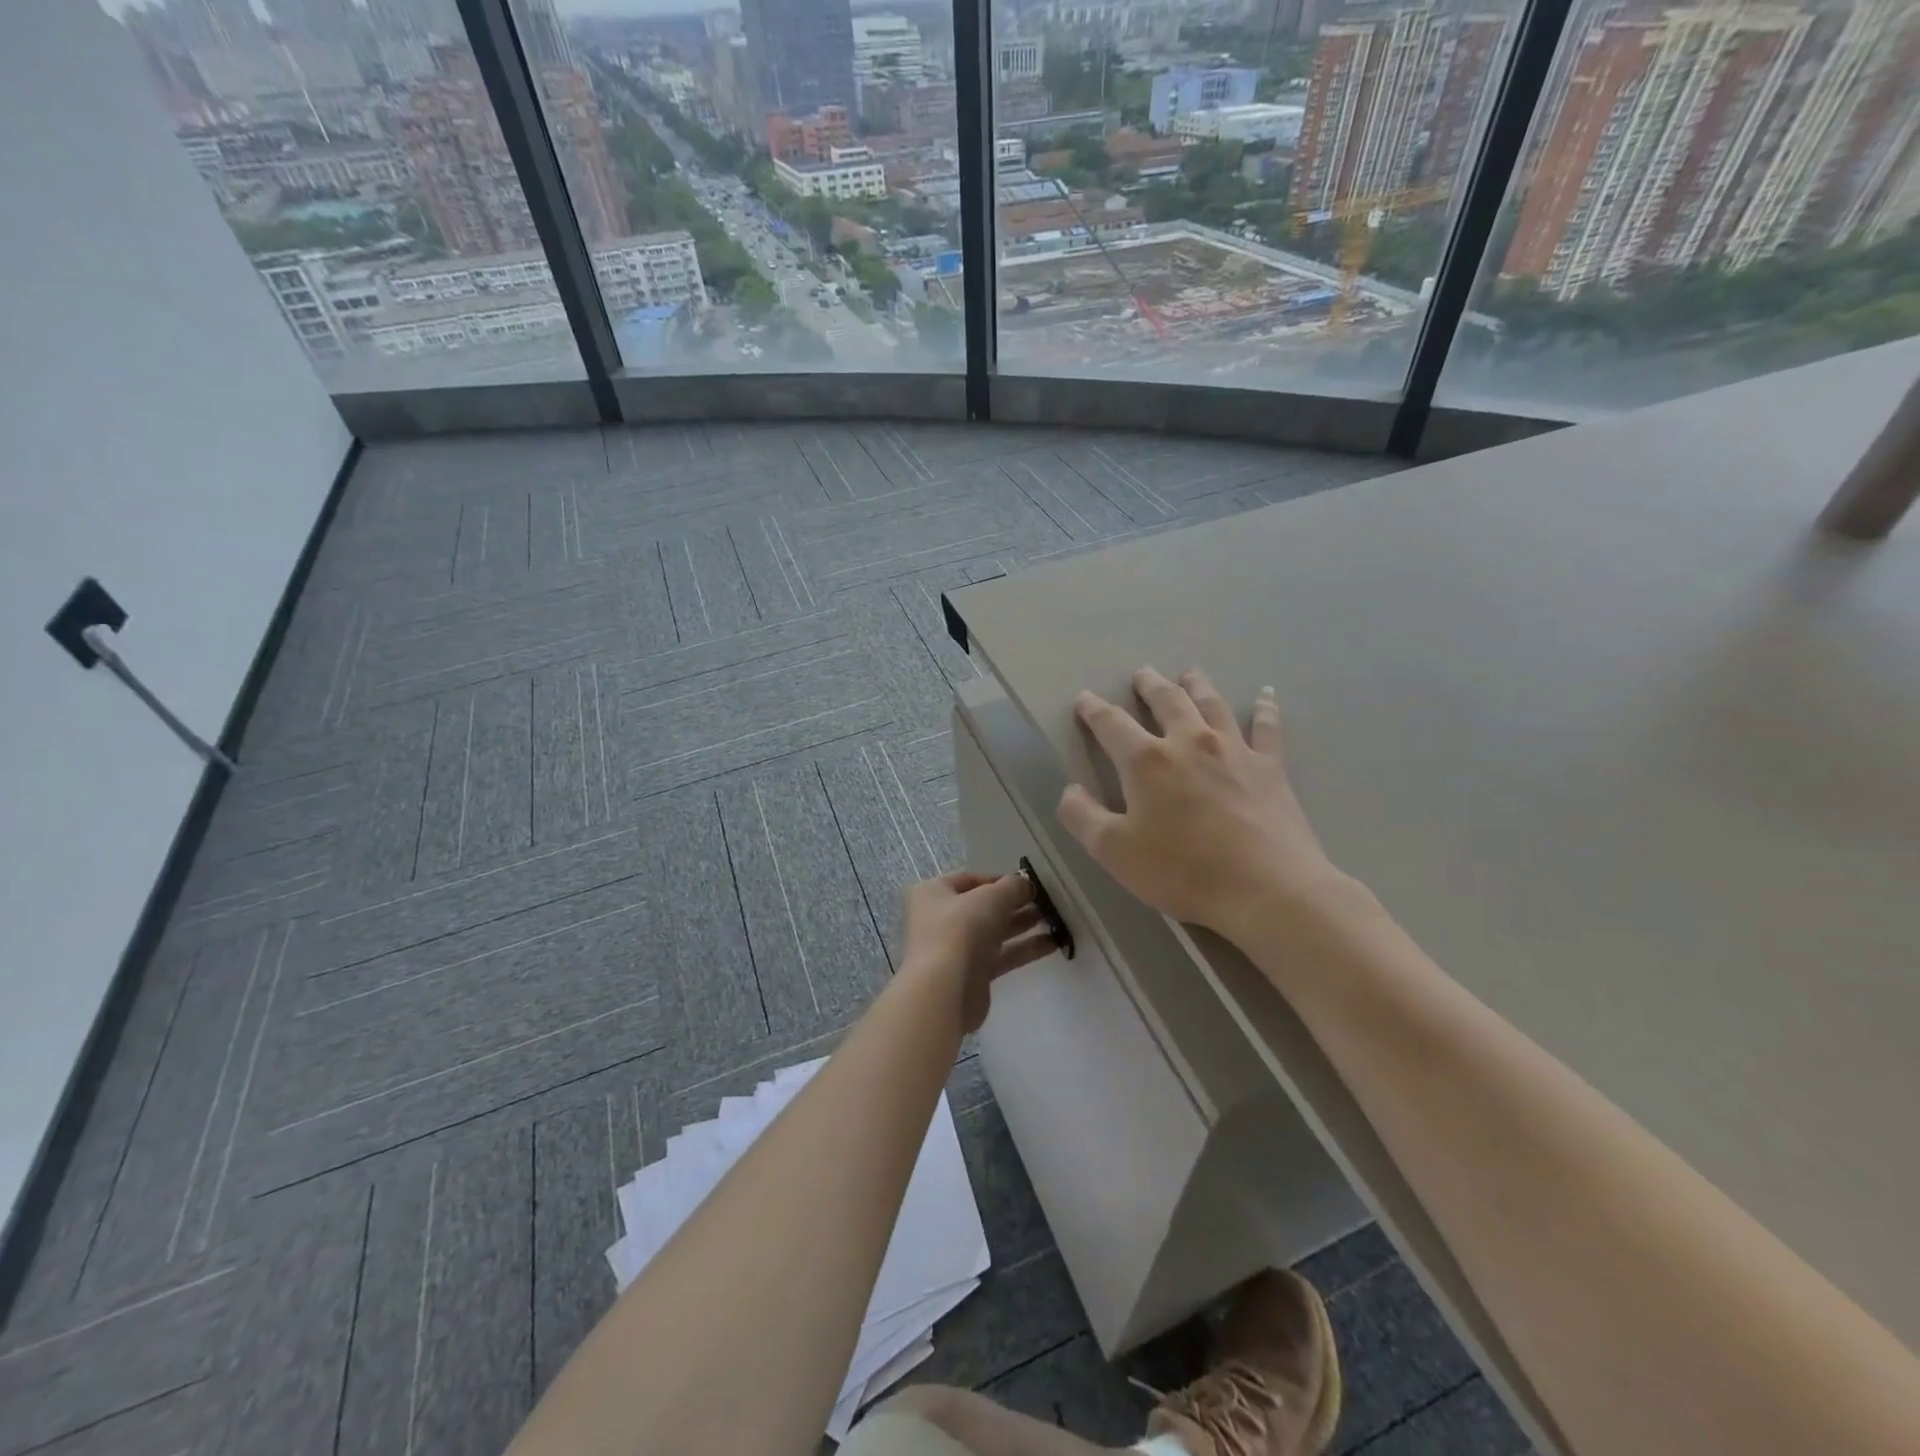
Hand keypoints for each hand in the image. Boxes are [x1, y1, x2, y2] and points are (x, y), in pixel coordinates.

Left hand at [901, 871, 1053, 1032]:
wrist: (945, 991)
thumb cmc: (961, 930)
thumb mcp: (991, 898)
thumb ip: (1012, 886)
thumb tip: (1025, 883)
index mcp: (933, 893)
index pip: (969, 879)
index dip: (999, 879)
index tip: (1028, 883)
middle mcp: (940, 919)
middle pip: (982, 906)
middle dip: (1014, 903)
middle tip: (1046, 902)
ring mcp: (954, 948)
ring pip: (993, 932)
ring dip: (1021, 924)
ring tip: (1054, 920)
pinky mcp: (971, 975)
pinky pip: (1000, 956)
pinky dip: (1023, 949)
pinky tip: (1052, 944)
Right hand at [1057, 667, 1343, 942]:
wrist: (1266, 889)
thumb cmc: (1183, 871)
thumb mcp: (1114, 852)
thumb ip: (1082, 817)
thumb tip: (1070, 790)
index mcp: (1146, 761)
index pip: (1112, 724)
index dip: (1094, 710)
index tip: (1085, 699)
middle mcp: (1189, 742)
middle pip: (1167, 701)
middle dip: (1150, 685)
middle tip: (1142, 673)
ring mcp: (1234, 750)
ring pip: (1212, 705)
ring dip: (1197, 685)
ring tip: (1189, 673)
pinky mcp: (1270, 767)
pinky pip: (1266, 727)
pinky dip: (1265, 708)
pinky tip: (1265, 694)